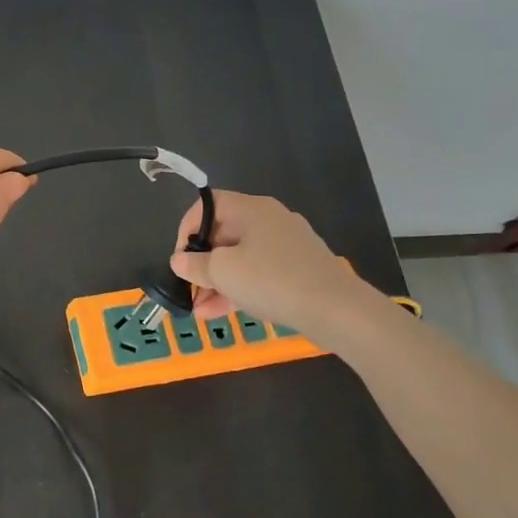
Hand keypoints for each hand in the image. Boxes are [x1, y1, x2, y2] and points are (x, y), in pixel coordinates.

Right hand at [169, 190, 387, 348]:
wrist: (337, 310)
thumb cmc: (272, 280)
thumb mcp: (223, 272)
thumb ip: (195, 265)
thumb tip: (179, 260)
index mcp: (251, 208)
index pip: (207, 205)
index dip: (186, 228)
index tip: (180, 258)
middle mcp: (270, 219)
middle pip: (223, 234)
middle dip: (201, 264)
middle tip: (189, 289)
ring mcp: (287, 244)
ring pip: (240, 258)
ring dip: (217, 282)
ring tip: (200, 311)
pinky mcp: (299, 269)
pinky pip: (259, 272)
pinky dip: (240, 288)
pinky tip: (222, 313)